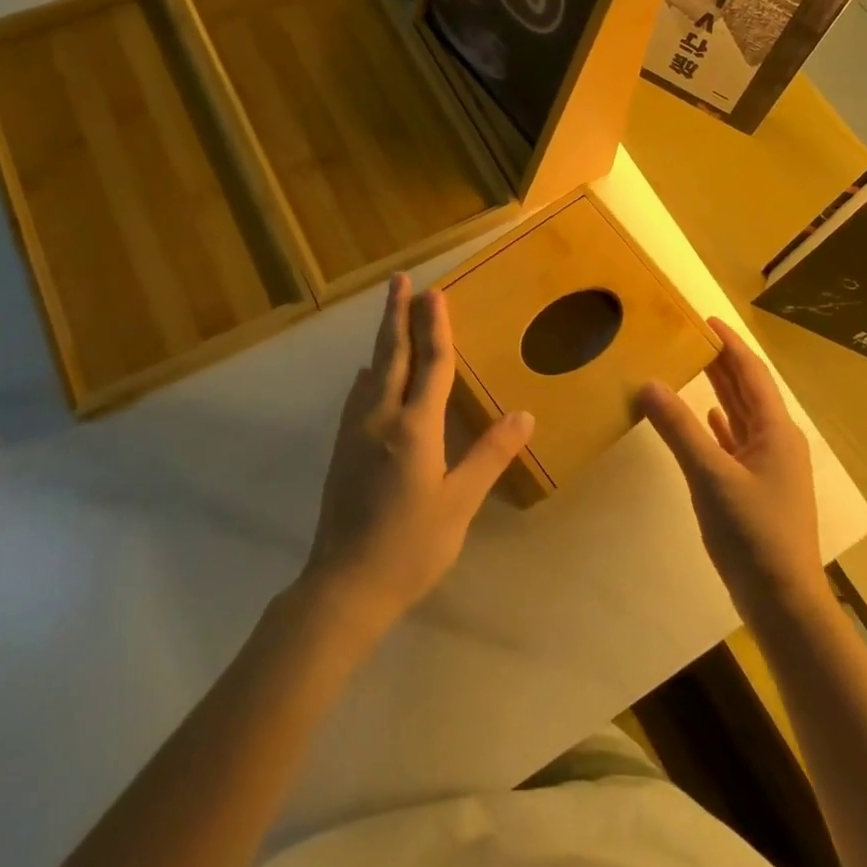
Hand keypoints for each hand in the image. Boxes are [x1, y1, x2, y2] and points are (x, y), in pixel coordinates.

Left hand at [300, 274, 534, 640]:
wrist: (344, 585)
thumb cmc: (411, 545)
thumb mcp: (459, 502)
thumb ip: (489, 454)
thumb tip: (524, 414)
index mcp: (414, 426)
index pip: (431, 364)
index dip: (436, 326)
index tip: (435, 292)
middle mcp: (381, 416)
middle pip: (392, 354)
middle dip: (397, 314)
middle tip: (400, 281)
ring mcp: (355, 431)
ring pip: (373, 370)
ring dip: (384, 337)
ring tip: (391, 315)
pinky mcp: (343, 448)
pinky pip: (359, 394)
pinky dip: (370, 372)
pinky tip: (369, 374)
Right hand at [638, 318, 825, 623]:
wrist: (782, 601)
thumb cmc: (752, 532)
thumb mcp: (710, 475)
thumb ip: (678, 428)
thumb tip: (648, 383)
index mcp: (775, 431)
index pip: (752, 373)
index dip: (730, 344)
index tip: (705, 319)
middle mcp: (777, 441)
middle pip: (747, 391)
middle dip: (721, 363)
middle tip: (688, 337)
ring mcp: (770, 466)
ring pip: (741, 416)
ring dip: (719, 391)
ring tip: (690, 367)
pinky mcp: (758, 488)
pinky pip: (737, 442)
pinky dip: (720, 425)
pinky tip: (705, 418)